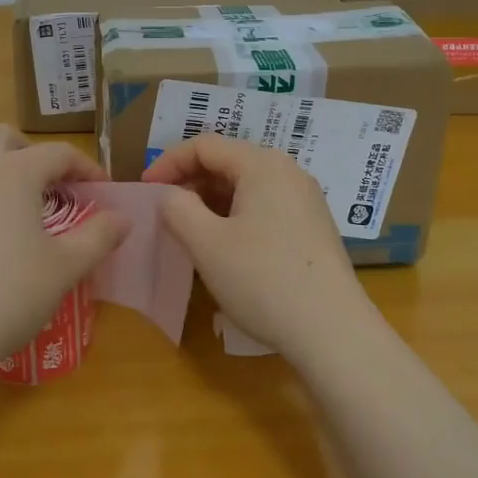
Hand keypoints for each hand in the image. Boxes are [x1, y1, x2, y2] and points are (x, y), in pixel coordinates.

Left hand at [0, 125, 127, 382]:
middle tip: (50, 187)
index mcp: (13, 173)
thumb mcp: (64, 268)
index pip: (57, 152)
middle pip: (2, 138)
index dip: (85, 166)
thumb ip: (98, 237)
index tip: (101, 189)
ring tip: (7, 200)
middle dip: (30, 153)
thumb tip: (123, 218)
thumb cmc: (7, 295)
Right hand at [142, 135, 376, 359]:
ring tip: (190, 230)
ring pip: (247, 186)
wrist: (332, 331)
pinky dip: (236, 215)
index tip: (145, 189)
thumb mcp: (206, 243)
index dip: (169, 162)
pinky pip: (265, 206)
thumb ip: (177, 208)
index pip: (205, 146)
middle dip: (190, 181)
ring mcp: (305, 200)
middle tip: (164, 211)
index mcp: (263, 165)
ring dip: (212, 201)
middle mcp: (288, 172)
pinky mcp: (312, 227)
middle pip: (228, 162)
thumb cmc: (263, 280)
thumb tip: (171, 196)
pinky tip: (225, 246)